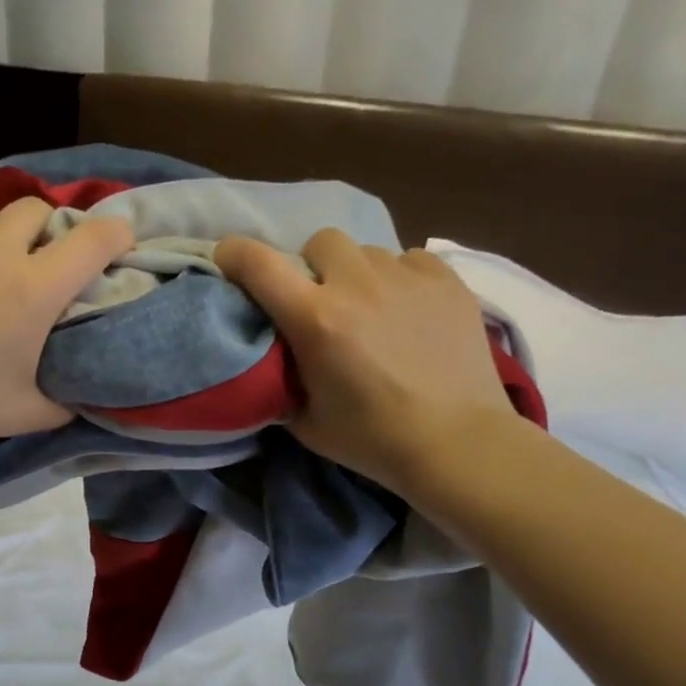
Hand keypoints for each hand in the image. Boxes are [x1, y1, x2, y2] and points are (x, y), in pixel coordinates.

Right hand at [215, 228, 518, 493]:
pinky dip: (400, 279)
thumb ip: (283, 381)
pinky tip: (409, 311)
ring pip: (367, 251)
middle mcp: (357, 285)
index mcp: (315, 320)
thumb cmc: (373, 440)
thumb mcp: (306, 422)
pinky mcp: (447, 281)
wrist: (456, 443)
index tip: (229, 262)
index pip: (259, 264)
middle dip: (312, 266)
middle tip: (320, 300)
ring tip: (371, 309)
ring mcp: (407, 278)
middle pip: (320, 241)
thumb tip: (275, 360)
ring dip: (357, 274)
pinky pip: (410, 260)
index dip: (235, 255)